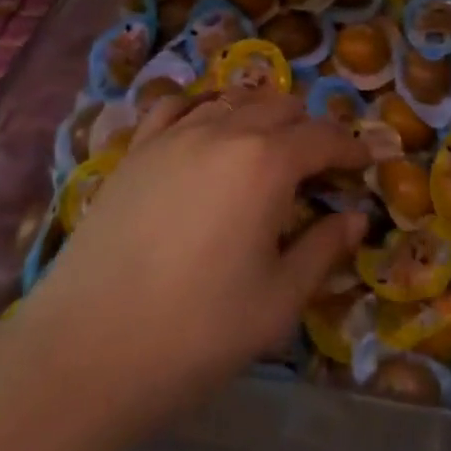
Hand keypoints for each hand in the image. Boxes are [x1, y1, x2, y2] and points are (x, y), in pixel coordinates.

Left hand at [10, 91, 369, 439]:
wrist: (85, 351)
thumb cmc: (195, 331)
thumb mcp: (277, 302)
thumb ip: (323, 250)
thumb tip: (355, 218)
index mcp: (267, 163)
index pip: (324, 137)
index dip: (351, 148)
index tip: (365, 164)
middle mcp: (224, 131)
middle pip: (281, 107)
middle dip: (309, 129)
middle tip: (318, 166)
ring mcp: (174, 135)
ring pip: (233, 99)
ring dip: (262, 116)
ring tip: (268, 148)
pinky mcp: (136, 150)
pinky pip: (178, 105)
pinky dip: (205, 109)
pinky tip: (206, 132)